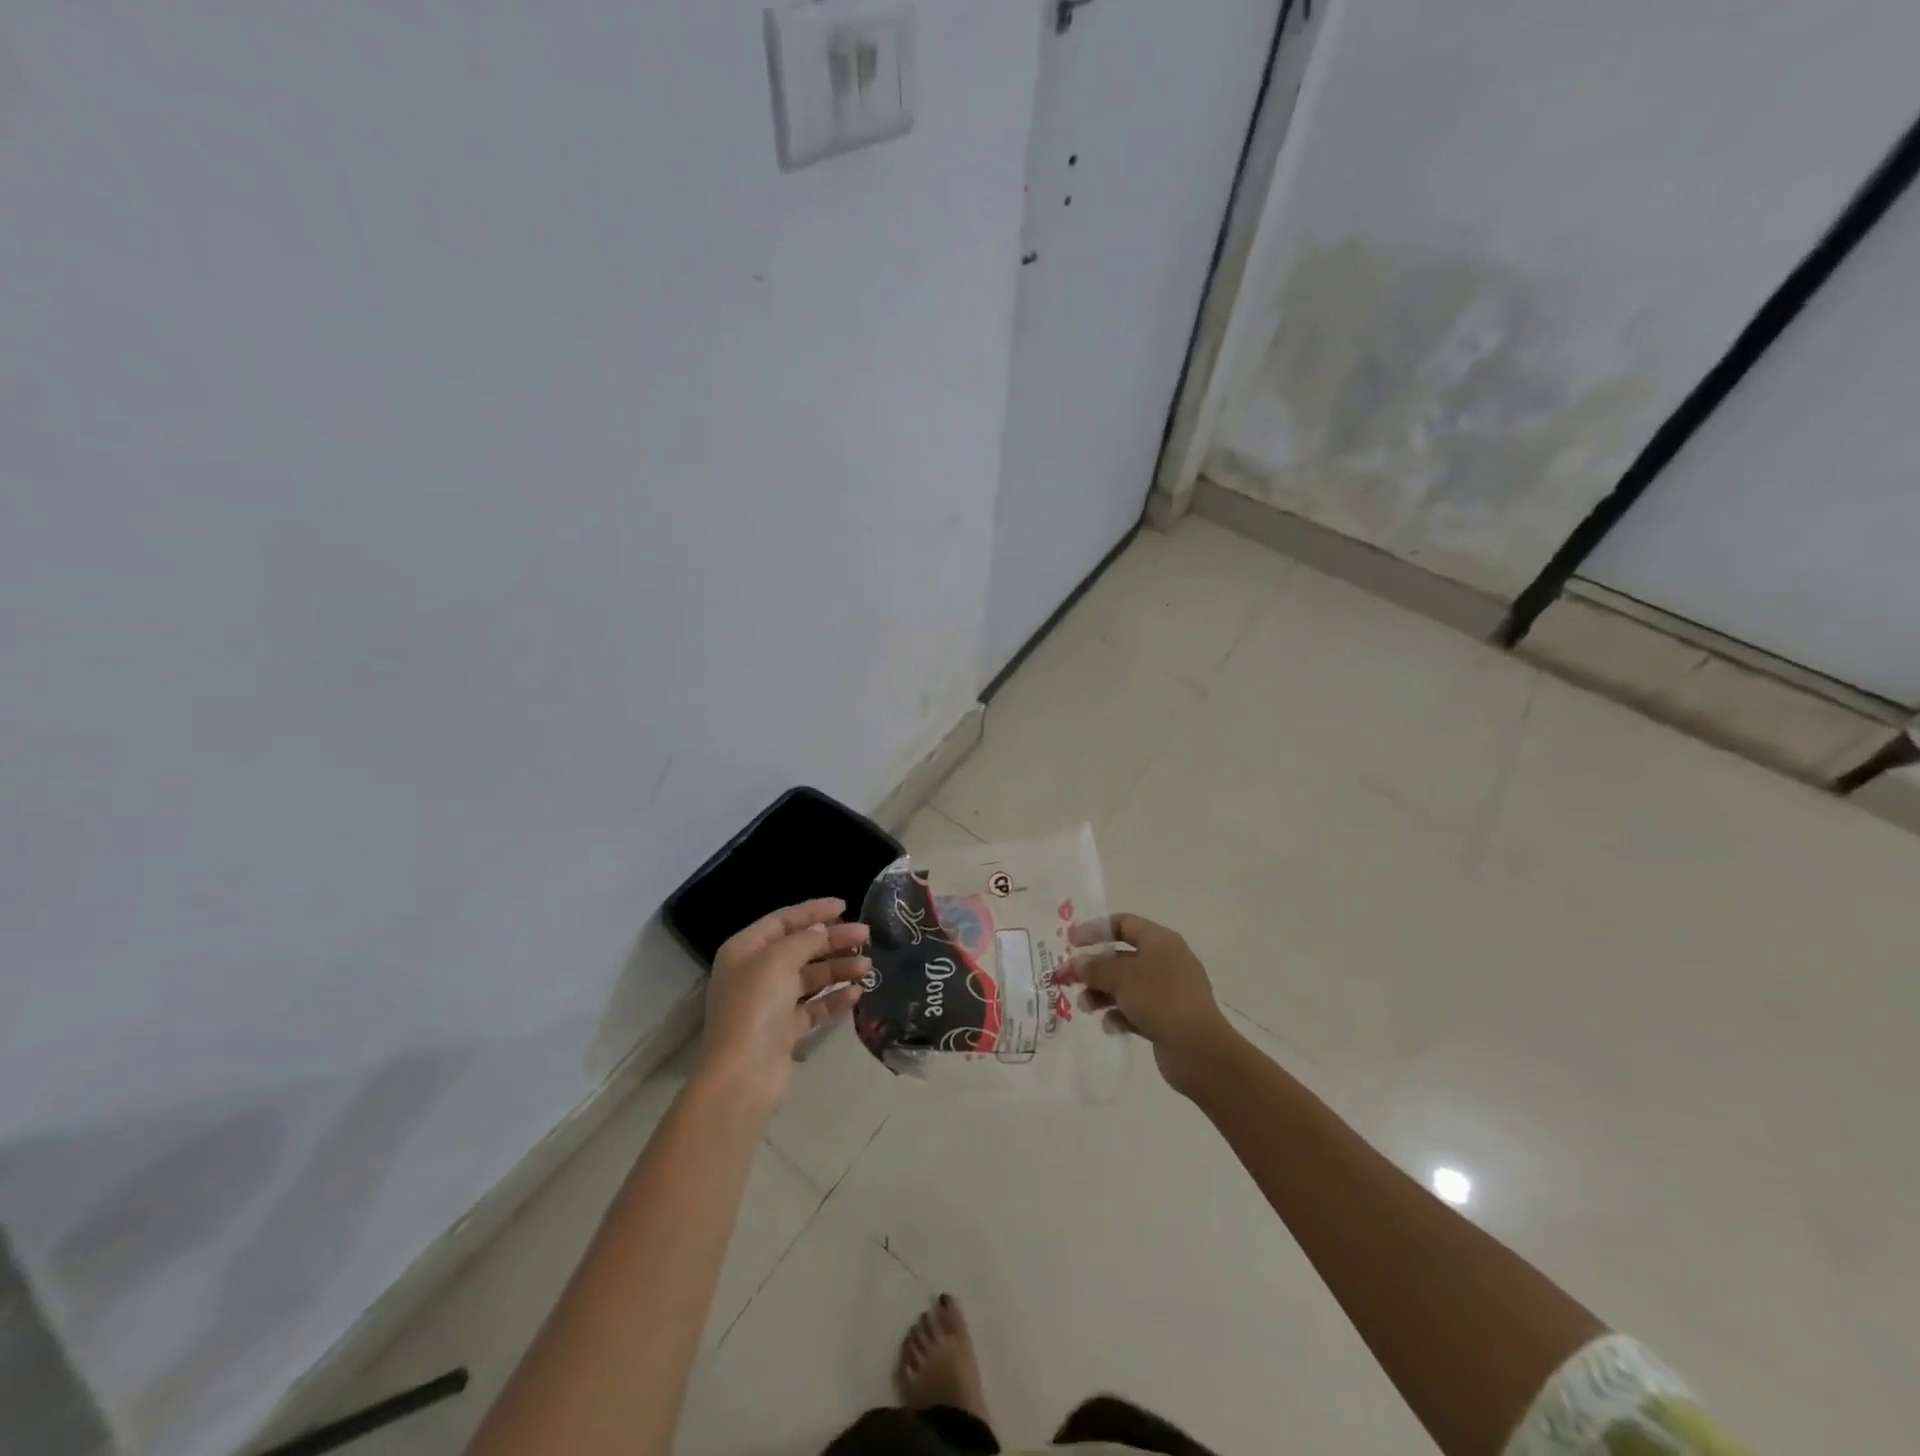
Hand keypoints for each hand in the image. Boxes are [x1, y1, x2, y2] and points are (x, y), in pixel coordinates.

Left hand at [699, 898, 868, 1109]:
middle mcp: (755, 973)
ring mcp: (770, 1003)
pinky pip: (814, 1006)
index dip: (813, 911)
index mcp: (745, 950)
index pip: (783, 921)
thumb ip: (804, 939)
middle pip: (800, 948)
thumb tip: (822, 930)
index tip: (844, 905)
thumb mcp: (778, 960)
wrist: (743, 1075)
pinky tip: (856, 993)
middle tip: (865, 936)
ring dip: (838, 969)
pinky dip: (834, 998)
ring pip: (810, 978)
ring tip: (867, 967)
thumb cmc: (755, 1006)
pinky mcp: (784, 1030)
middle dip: (833, 941)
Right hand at [1065, 912, 1235, 1097]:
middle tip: (1068, 978)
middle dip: (1094, 968)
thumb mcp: (1121, 977)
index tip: (1070, 942)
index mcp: (1160, 941)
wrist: (1199, 1050)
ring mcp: (1168, 991)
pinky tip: (1109, 1026)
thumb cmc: (1160, 999)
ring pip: (1127, 985)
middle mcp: (1166, 961)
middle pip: (1121, 956)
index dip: (1095, 929)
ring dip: (1102, 993)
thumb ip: (1094, 967)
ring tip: (1085, 1006)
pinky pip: (1136, 1010)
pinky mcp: (1167, 1018)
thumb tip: (1075, 963)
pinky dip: (1120, 1014)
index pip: (1123, 923)